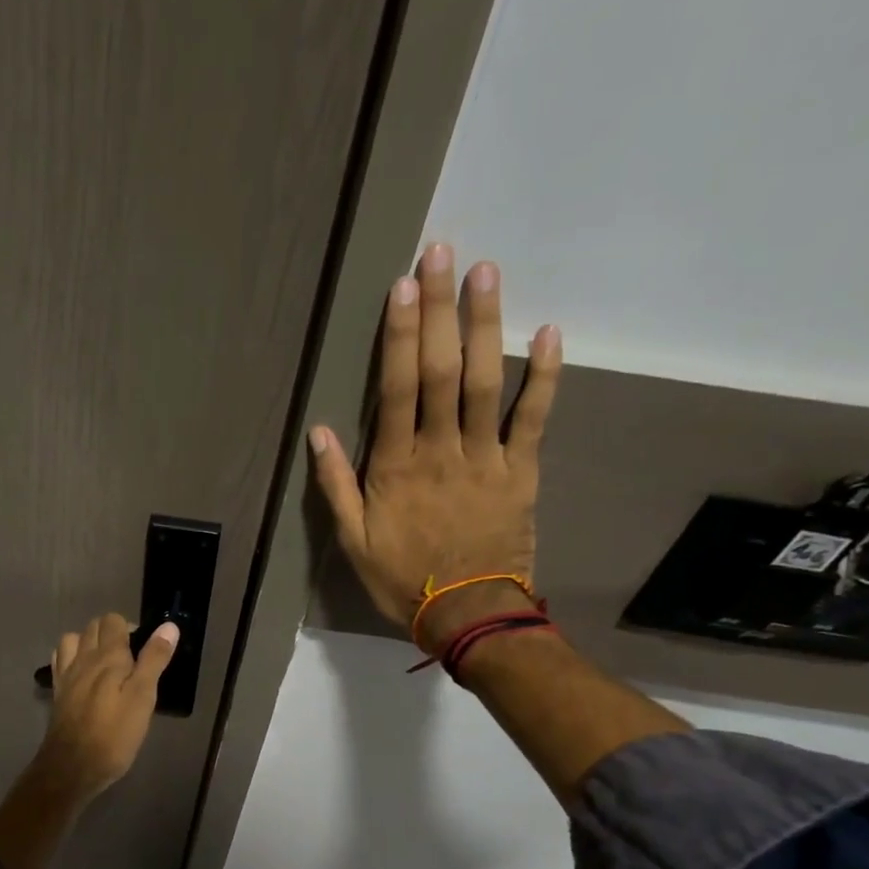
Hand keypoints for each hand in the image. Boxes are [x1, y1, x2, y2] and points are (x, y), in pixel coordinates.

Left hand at [33, 612, 179, 804]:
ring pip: (72, 640)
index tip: (144, 650)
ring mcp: (66, 674)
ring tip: (105, 662)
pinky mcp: (57, 692)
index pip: (114, 621)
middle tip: (131, 658)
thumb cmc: (114, 734)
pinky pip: (61, 660)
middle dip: (112, 632)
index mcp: (107, 656)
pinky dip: (71, 657)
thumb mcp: (143, 697)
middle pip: (93, 626)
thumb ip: (154, 660)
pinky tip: (82, 674)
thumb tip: (168, 626)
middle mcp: (83, 658)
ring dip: (88, 642)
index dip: (130, 628)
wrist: (72, 766)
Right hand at [308, 243, 561, 648]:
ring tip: (486, 272)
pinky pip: (535, 419)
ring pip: (488, 382)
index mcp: (397, 467)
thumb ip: (336, 485)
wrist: (468, 615)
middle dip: (440, 310)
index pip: (398, 389)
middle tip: (441, 253)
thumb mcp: (353, 541)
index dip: (400, 335)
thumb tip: (318, 431)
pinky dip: (546, 377)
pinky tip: (550, 333)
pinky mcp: (522, 471)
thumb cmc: (402, 579)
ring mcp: (487, 458)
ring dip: (486, 325)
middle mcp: (442, 451)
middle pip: (442, 371)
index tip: (401, 286)